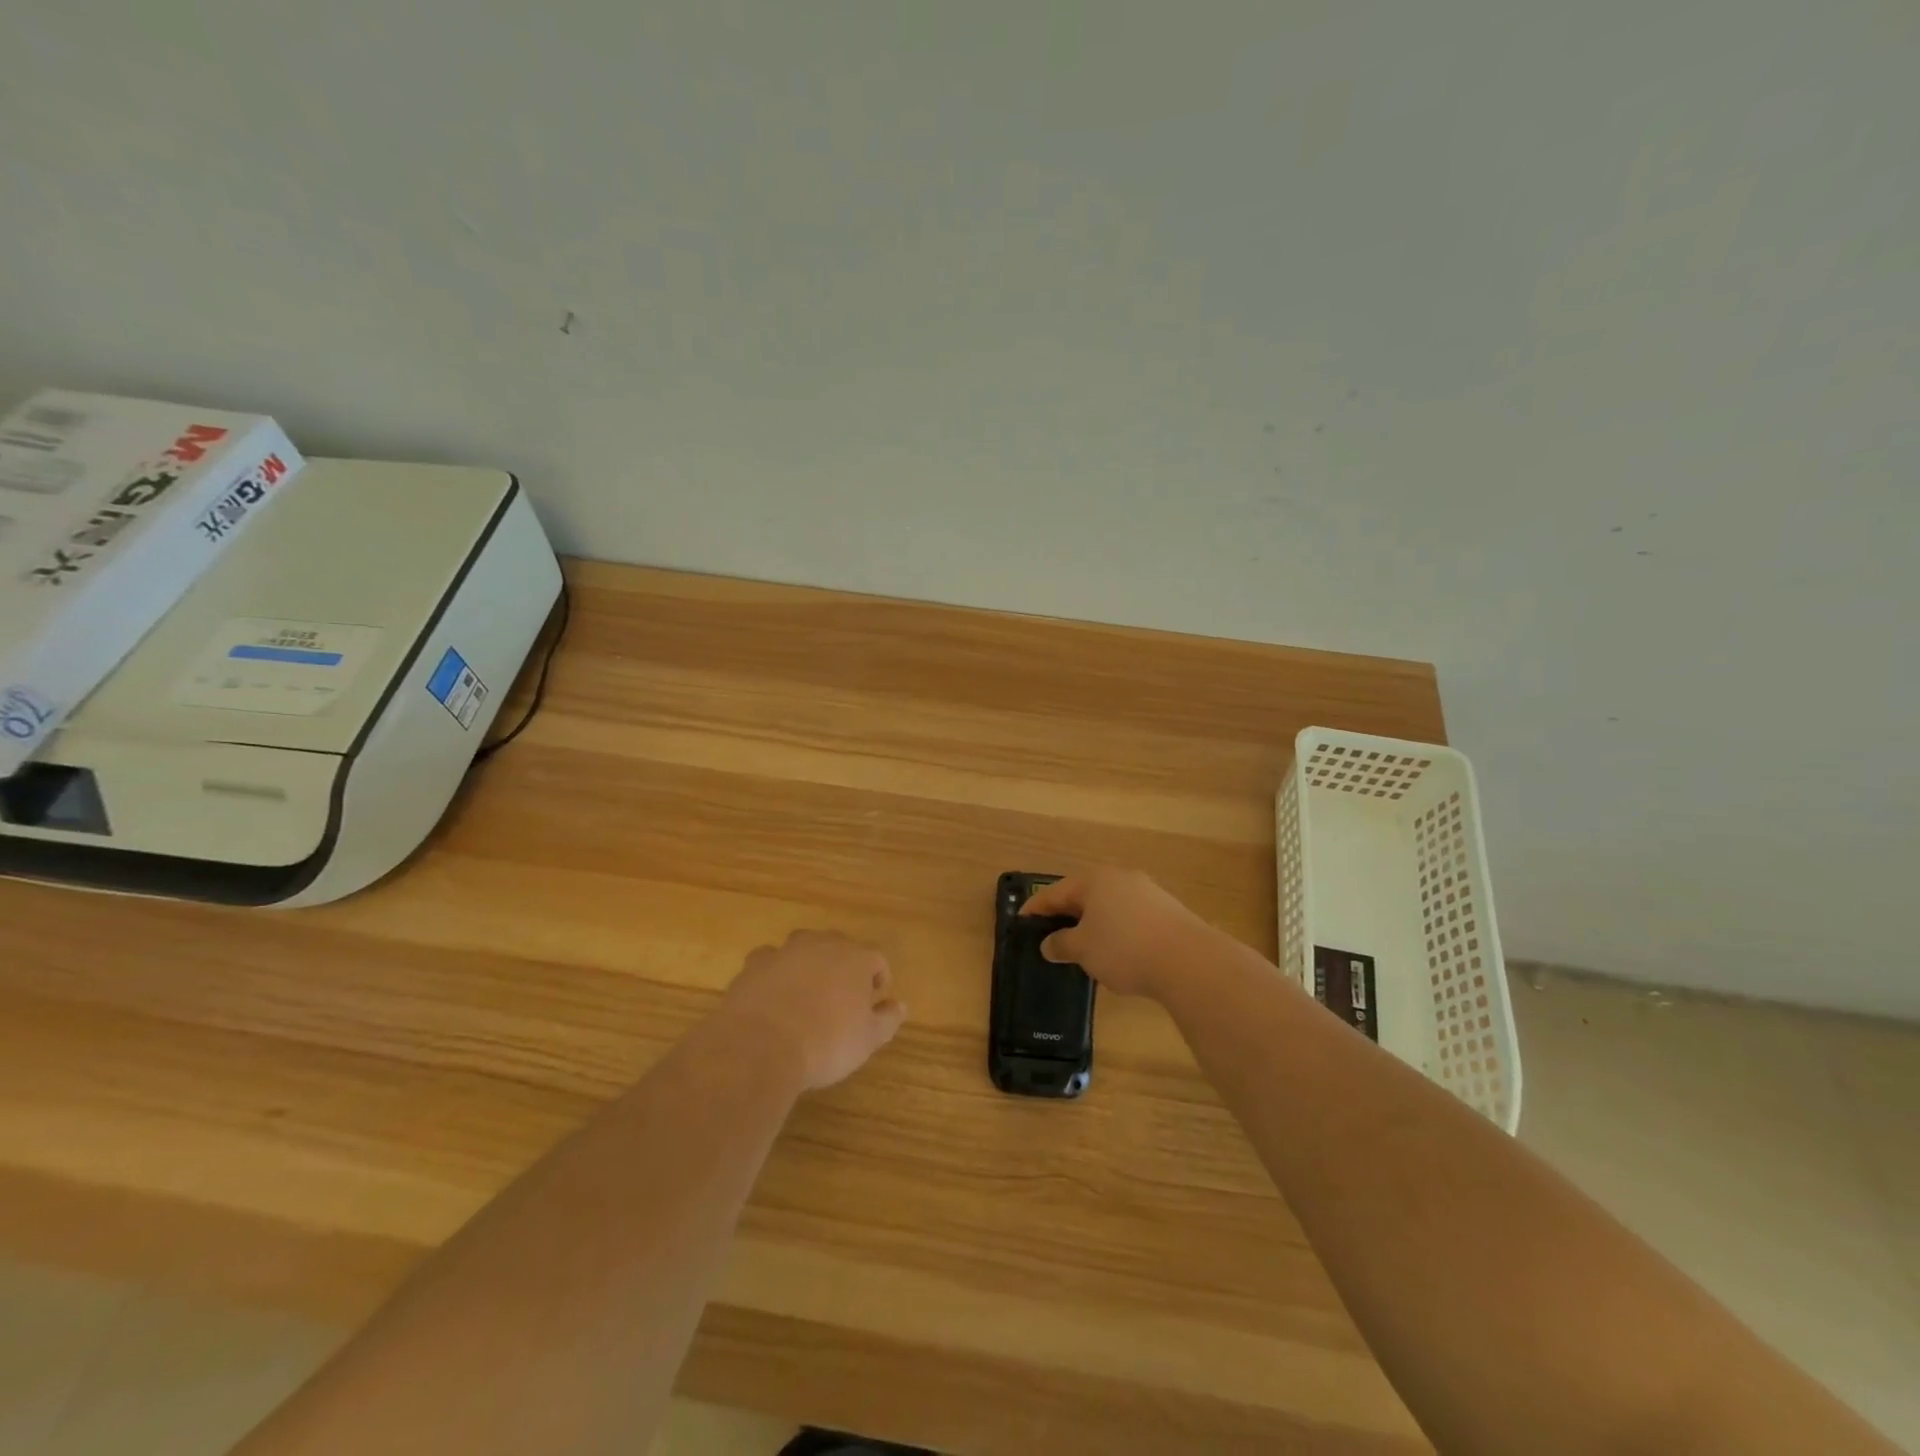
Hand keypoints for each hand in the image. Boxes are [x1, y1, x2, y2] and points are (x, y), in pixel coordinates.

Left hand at [719, 931, 906, 1090]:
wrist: (761, 1045)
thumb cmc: (826, 1042)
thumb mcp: (867, 1039)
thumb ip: (887, 1019)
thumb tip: (900, 1006)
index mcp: (856, 958)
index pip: (877, 958)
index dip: (878, 979)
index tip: (874, 1001)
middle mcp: (822, 945)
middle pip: (839, 947)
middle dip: (843, 968)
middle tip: (841, 999)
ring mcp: (786, 951)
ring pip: (803, 949)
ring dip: (808, 966)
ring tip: (805, 996)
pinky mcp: (754, 964)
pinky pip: (770, 962)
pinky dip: (774, 974)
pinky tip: (772, 997)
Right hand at [1022, 868, 1211, 1000]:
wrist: (1189, 960)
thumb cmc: (1124, 948)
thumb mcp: (1083, 950)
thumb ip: (1061, 944)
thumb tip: (1049, 944)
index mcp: (1093, 881)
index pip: (1054, 892)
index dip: (1035, 908)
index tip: (1020, 921)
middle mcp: (1119, 878)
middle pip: (1083, 895)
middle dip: (1065, 914)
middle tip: (1049, 933)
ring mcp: (1146, 892)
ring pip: (1108, 906)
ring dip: (1092, 923)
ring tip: (1082, 946)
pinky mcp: (1166, 911)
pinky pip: (1129, 917)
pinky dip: (1115, 930)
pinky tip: (1116, 951)